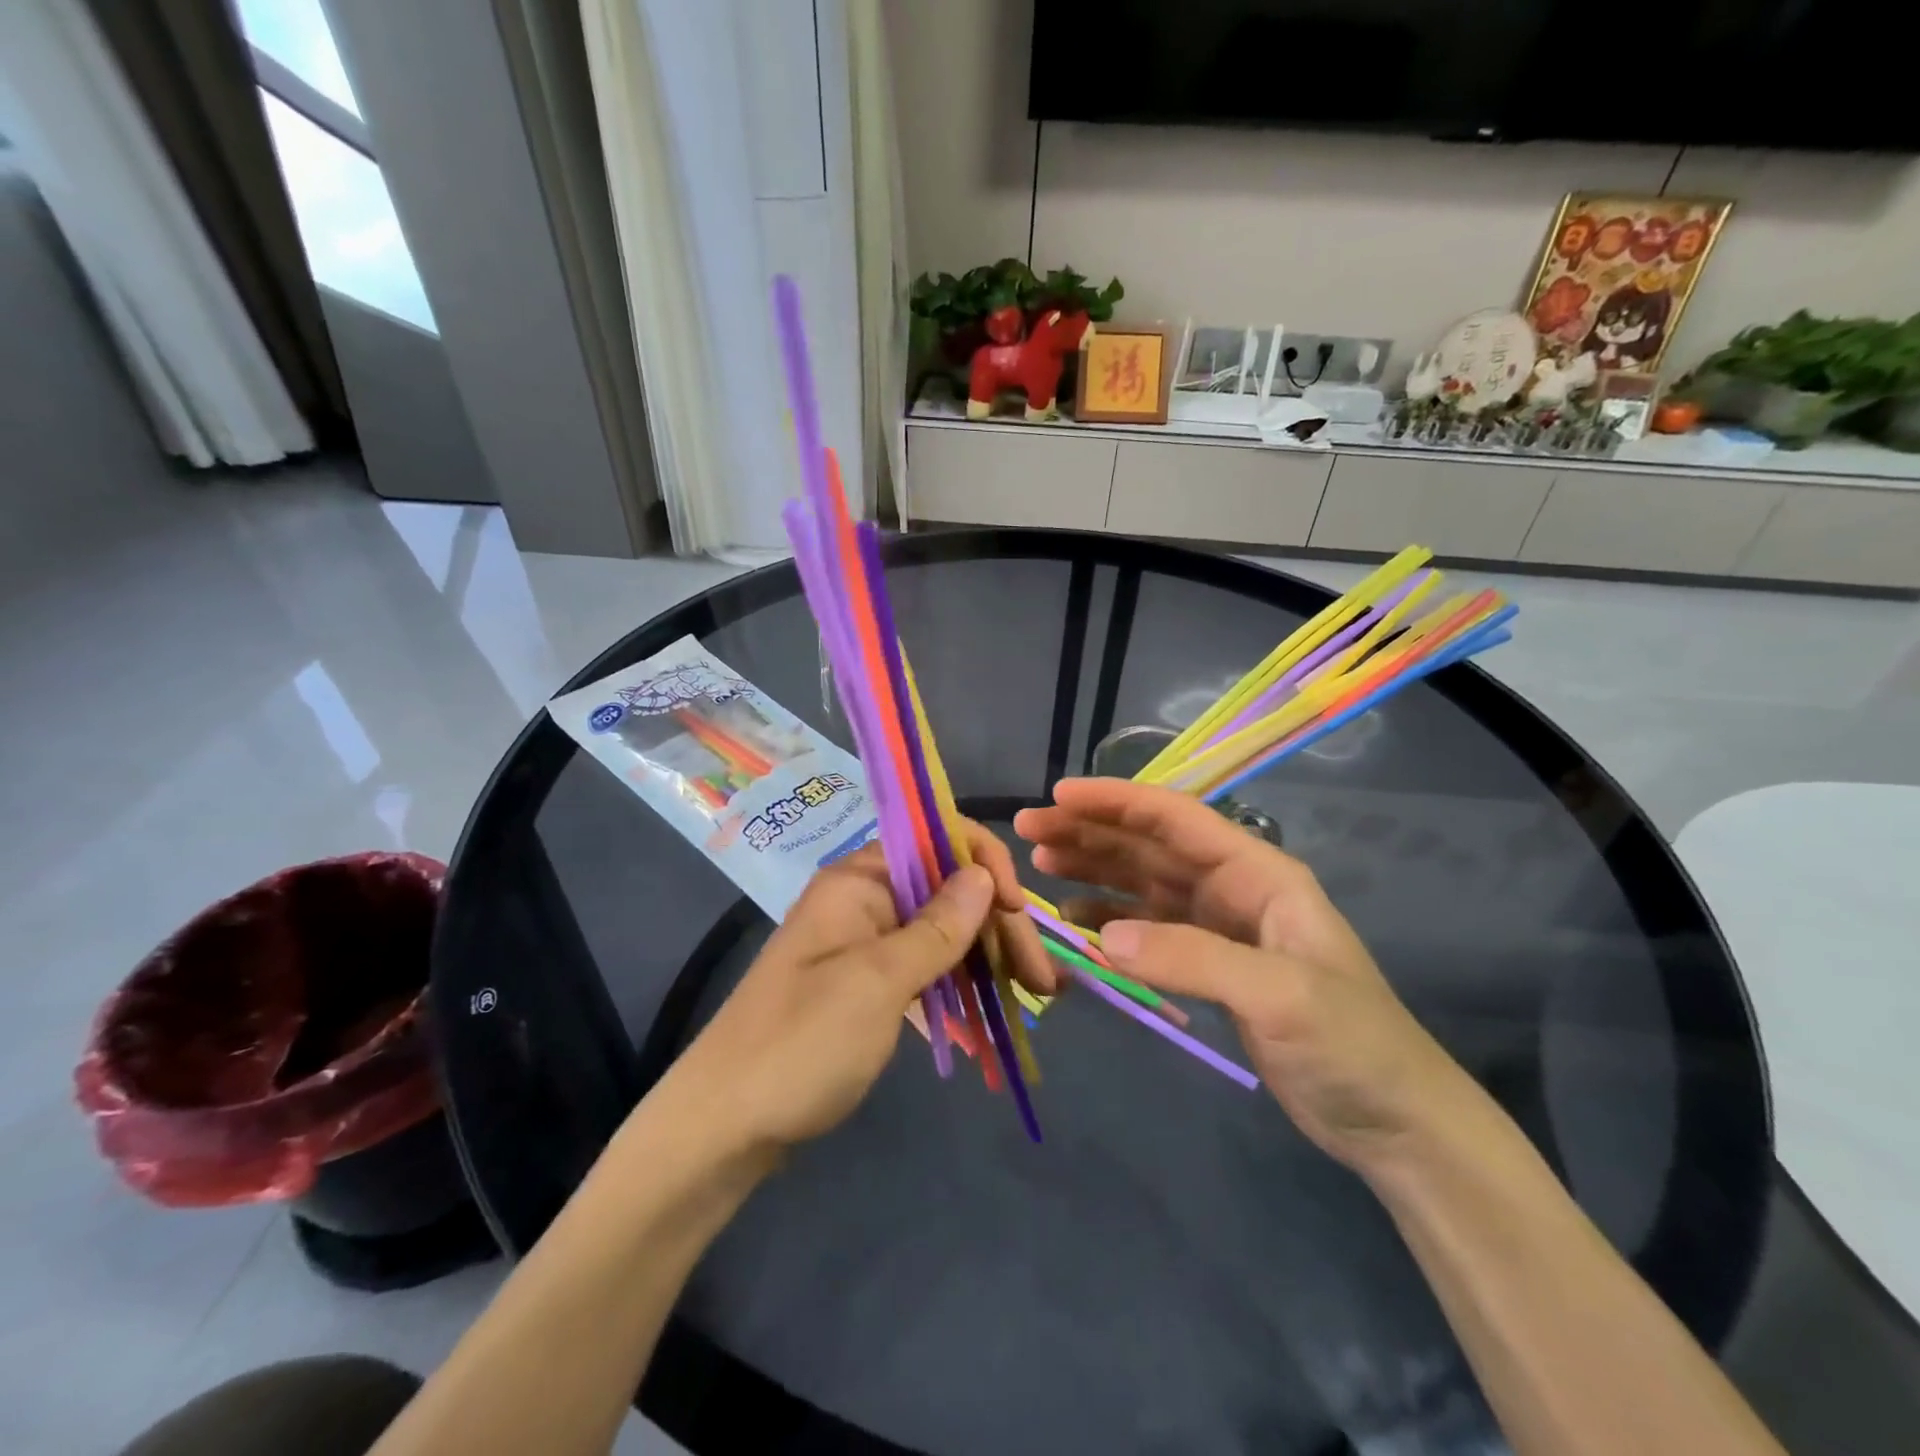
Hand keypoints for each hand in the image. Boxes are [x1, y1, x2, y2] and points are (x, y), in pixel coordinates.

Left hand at [665, 823, 1058, 1155]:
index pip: (938, 840)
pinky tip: (999, 1004)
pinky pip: (928, 966)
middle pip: (948, 889)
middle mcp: (865, 899)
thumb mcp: (877, 983)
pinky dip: (963, 982)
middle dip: (999, 925)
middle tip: (1046, 983)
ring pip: (944, 930)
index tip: (1016, 915)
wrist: (723, 1127)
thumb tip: (982, 873)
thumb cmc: (800, 1045)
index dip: (985, 866)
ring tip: (1038, 995)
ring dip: (990, 956)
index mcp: (859, 879)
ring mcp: (866, 943)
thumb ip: (936, 927)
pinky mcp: (869, 984)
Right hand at [1014, 777, 1472, 1176]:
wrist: (1396, 1121)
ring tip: (1041, 862)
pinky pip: (1147, 929)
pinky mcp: (1210, 966)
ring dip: (1093, 868)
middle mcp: (1234, 888)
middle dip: (1091, 830)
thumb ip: (1190, 957)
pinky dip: (1108, 920)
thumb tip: (1100, 936)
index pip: (1176, 818)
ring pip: (1143, 882)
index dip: (1116, 801)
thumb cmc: (1353, 1045)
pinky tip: (1074, 921)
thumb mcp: (1279, 994)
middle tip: (1030, 828)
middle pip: (1150, 845)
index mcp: (1258, 873)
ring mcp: (1220, 927)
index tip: (1058, 796)